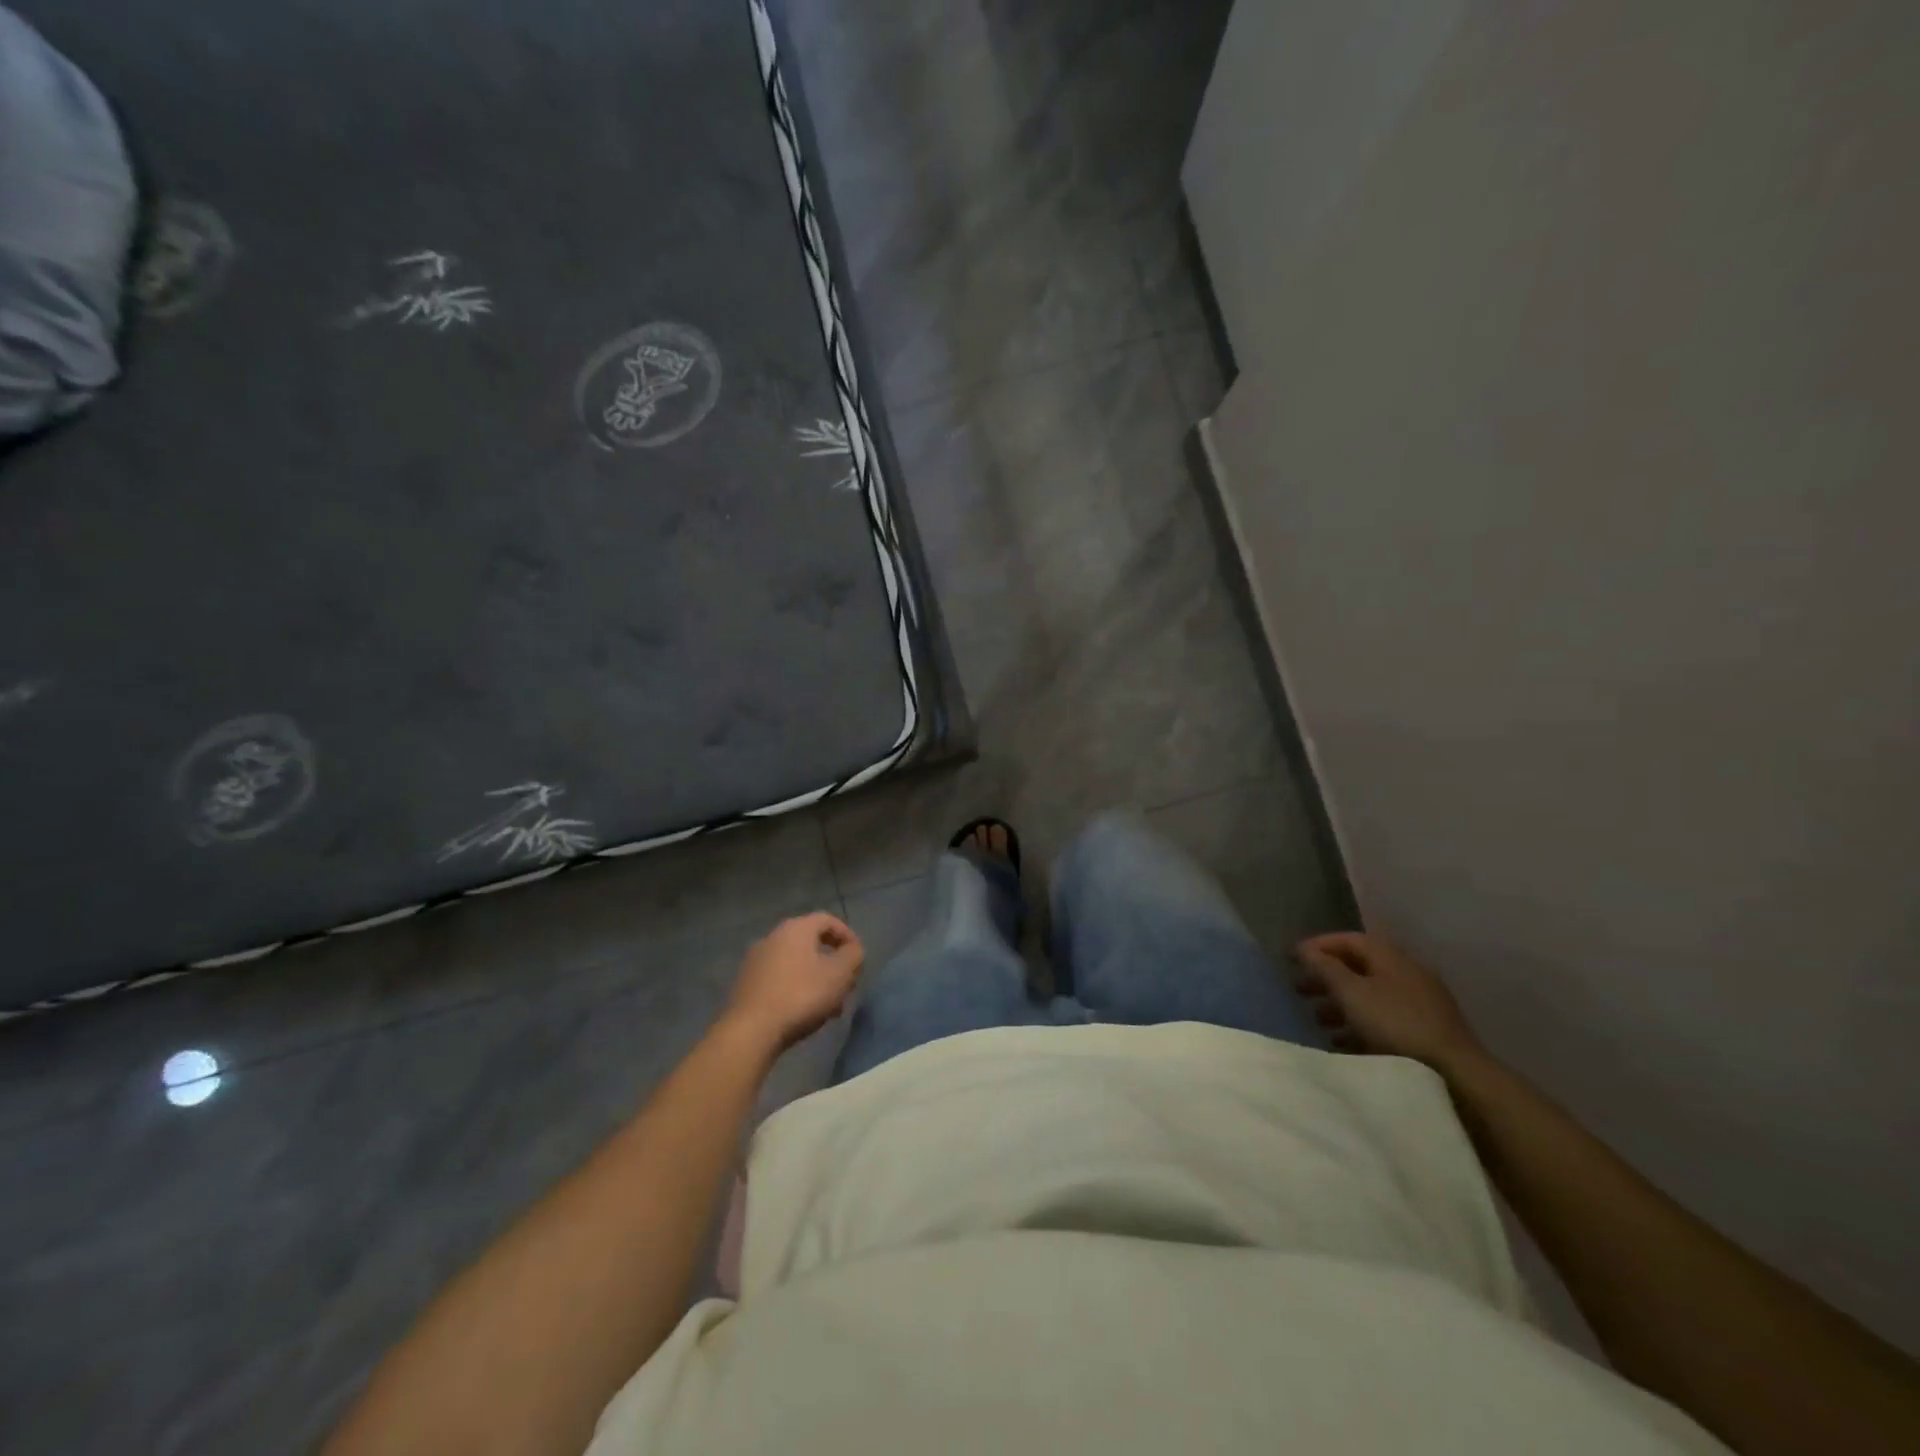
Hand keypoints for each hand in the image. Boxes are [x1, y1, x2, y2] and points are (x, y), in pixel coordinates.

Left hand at [721, 912, 864, 1054]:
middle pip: (811, 943)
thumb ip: (853, 956)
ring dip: (816, 979)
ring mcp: (756, 960)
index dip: (847, 936)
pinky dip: (796, 988)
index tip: (858, 958)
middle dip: (832, 962)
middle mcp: (773, 937)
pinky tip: (803, 1012)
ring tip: (828, 1006)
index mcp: (796, 928)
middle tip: (845, 984)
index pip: (827, 920)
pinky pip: (779, 979)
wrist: (751, 1030)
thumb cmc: (801, 995)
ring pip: (796, 963)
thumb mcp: (839, 974)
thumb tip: (853, 949)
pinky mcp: (746, 984)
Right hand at [1293, 932, 1485, 1073]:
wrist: (1456, 1075)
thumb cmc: (1396, 1025)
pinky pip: (1384, 1019)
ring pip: (1370, 995)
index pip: (1349, 940)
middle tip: (1299, 990)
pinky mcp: (1426, 1031)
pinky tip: (1343, 1042)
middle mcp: (1407, 973)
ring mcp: (1420, 1003)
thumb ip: (1325, 968)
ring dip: (1340, 1003)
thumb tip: (1304, 950)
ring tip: (1317, 1019)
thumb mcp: (1352, 993)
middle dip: (1326, 977)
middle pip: (1358, 967)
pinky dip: (1359, 1024)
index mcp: (1391, 956)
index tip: (1291, 959)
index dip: (1318, 946)